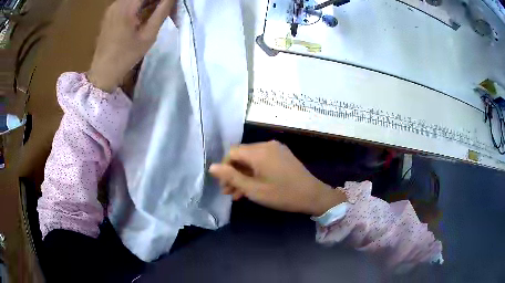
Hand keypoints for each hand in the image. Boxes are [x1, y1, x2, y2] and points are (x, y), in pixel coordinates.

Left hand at [88, 0, 174, 92]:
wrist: (103, 72)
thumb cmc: (126, 56)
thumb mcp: (148, 35)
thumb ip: (162, 12)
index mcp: (127, 7)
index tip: (170, 4)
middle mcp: (118, 3)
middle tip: (166, 7)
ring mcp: (112, 7)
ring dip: (148, 1)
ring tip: (158, 10)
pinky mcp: (110, 13)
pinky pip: (128, 2)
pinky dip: (139, 4)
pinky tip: (145, 13)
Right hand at [209, 141, 346, 215]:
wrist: (313, 195)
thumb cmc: (282, 194)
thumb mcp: (253, 189)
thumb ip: (231, 177)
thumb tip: (211, 167)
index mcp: (258, 151)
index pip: (232, 153)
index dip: (224, 169)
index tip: (224, 186)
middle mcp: (266, 145)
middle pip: (242, 156)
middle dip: (233, 174)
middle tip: (229, 192)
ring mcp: (276, 149)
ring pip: (252, 160)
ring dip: (244, 175)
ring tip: (239, 194)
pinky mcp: (282, 155)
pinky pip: (263, 161)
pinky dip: (255, 172)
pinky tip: (253, 187)